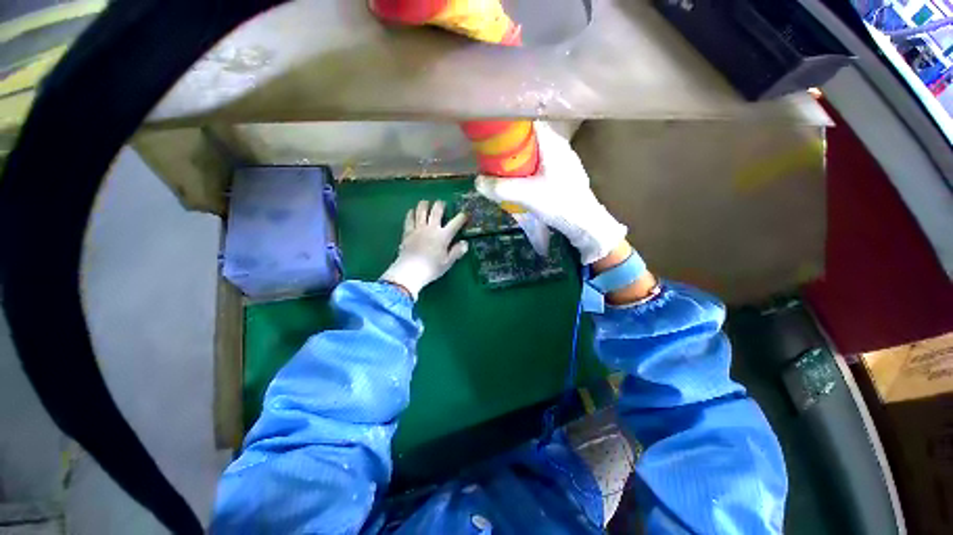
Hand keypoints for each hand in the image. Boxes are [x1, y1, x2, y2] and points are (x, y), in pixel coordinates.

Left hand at [381, 200, 468, 299]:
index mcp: (443, 236)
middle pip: (436, 211)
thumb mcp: (448, 262)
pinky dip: (411, 213)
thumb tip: (465, 243)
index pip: (455, 223)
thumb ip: (457, 252)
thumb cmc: (431, 268)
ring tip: (426, 202)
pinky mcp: (407, 232)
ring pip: (421, 211)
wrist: (410, 271)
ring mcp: (418, 229)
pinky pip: (409, 219)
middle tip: (442, 203)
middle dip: (440, 205)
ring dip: (424, 204)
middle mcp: (431, 228)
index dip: (462, 217)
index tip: (466, 213)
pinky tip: (412, 211)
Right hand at [475, 122, 626, 264]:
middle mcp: (558, 145)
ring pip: (533, 152)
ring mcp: (562, 159)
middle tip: (491, 156)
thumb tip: (477, 182)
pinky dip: (526, 168)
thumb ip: (500, 188)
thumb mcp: (526, 195)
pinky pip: (539, 164)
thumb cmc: (559, 203)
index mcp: (551, 142)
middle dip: (509, 146)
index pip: (526, 122)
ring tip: (501, 169)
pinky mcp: (561, 173)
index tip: (490, 133)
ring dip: (517, 159)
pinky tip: (519, 181)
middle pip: (528, 138)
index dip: (507, 125)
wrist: (584, 222)